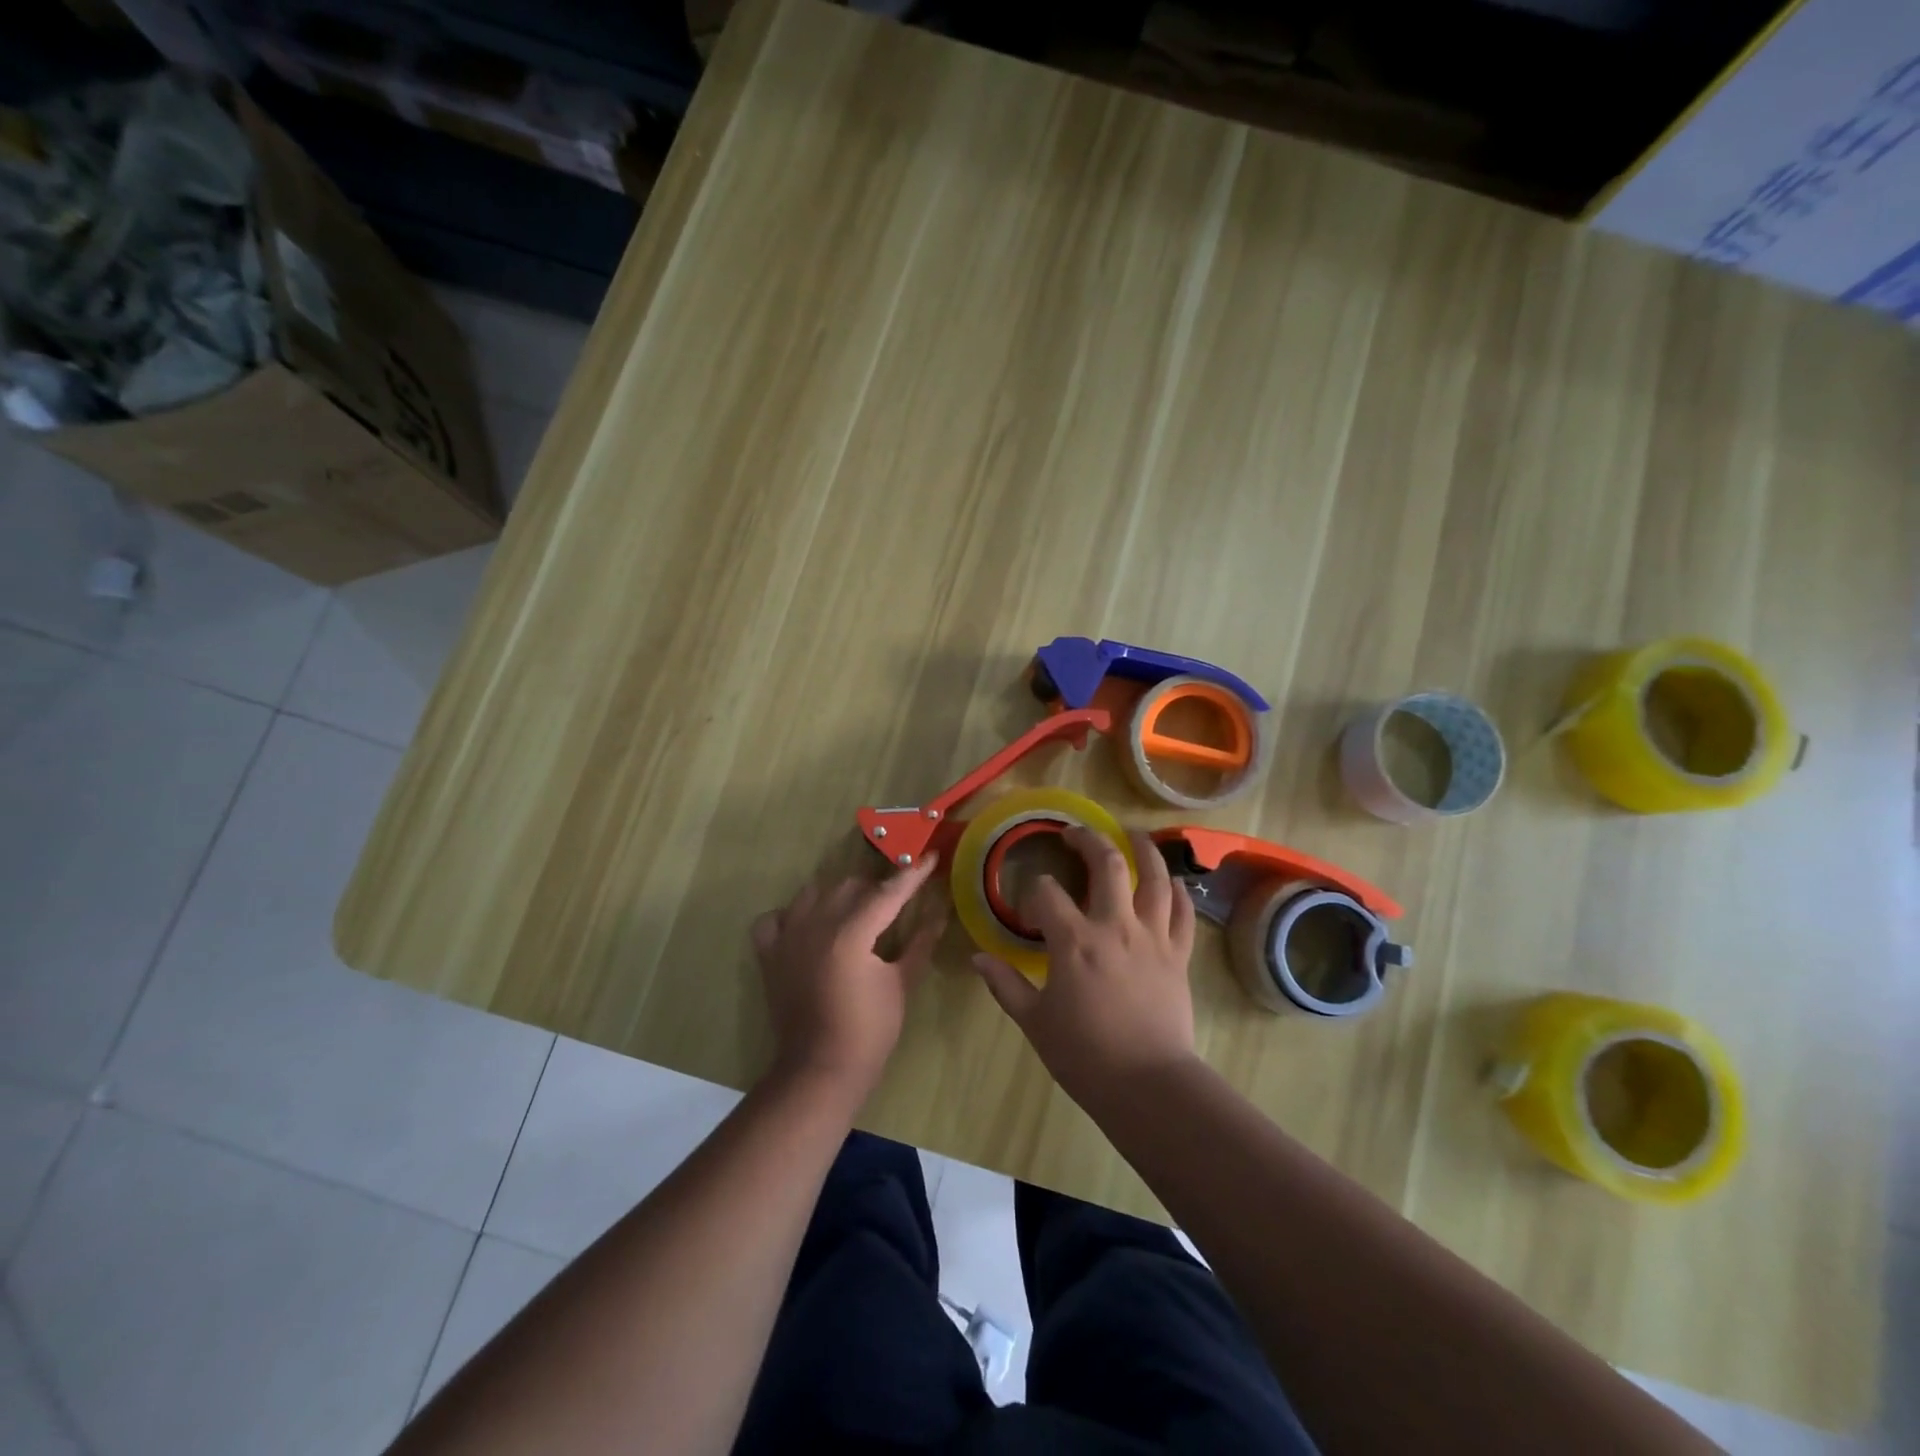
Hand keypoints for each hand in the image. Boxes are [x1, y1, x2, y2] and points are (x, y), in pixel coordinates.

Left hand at [752, 855, 944, 1103]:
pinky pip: (775, 917)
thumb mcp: (902, 983)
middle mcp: (816, 924)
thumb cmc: (869, 1030)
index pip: (888, 892)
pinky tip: (808, 927)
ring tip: (855, 915)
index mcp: (851, 932)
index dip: (912, 874)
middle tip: (897, 903)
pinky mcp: (769, 954)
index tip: (930, 857)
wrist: (820, 1070)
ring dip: (838, 896)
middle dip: (877, 889)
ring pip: (814, 893)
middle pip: (851, 886)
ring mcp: (787, 937)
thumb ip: (920, 942)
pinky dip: (791, 915)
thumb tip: (940, 912)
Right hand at [971, 828, 1197, 1108]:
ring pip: (1154, 878)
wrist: (1147, 1085)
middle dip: (1088, 841)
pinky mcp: (1178, 955)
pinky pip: (1182, 913)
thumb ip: (1006, 985)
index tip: (1029, 910)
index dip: (1033, 893)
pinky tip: (1171, 882)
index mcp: (1074, 941)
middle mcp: (1115, 926)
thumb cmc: (1084, 1055)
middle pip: (1107, 864)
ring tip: (1133, 835)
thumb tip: (978, 958)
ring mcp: (1152, 937)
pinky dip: (1178, 892)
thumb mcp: (1035, 1021)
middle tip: (1075, 835)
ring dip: (1144, 850)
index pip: (1046, 893)